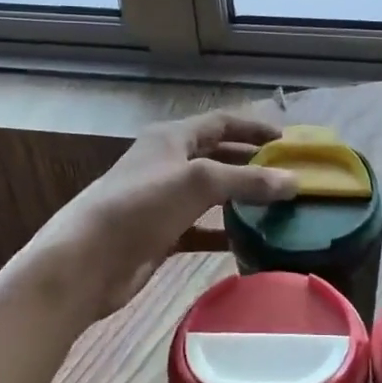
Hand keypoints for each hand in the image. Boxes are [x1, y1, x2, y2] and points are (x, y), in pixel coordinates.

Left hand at [19, 111, 298, 322]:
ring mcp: (163, 201)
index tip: (287, 141)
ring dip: (241, 198)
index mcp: (172, 138)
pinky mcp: (161, 235)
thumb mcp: (198, 182)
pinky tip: (250, 241)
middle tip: (287, 175)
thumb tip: (295, 181)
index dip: (253, 128)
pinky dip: (224, 233)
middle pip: (217, 156)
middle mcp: (168, 163)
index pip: (221, 122)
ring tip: (278, 207)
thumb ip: (247, 180)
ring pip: (211, 194)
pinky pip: (201, 229)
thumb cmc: (141, 205)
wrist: (86, 260)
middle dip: (251, 163)